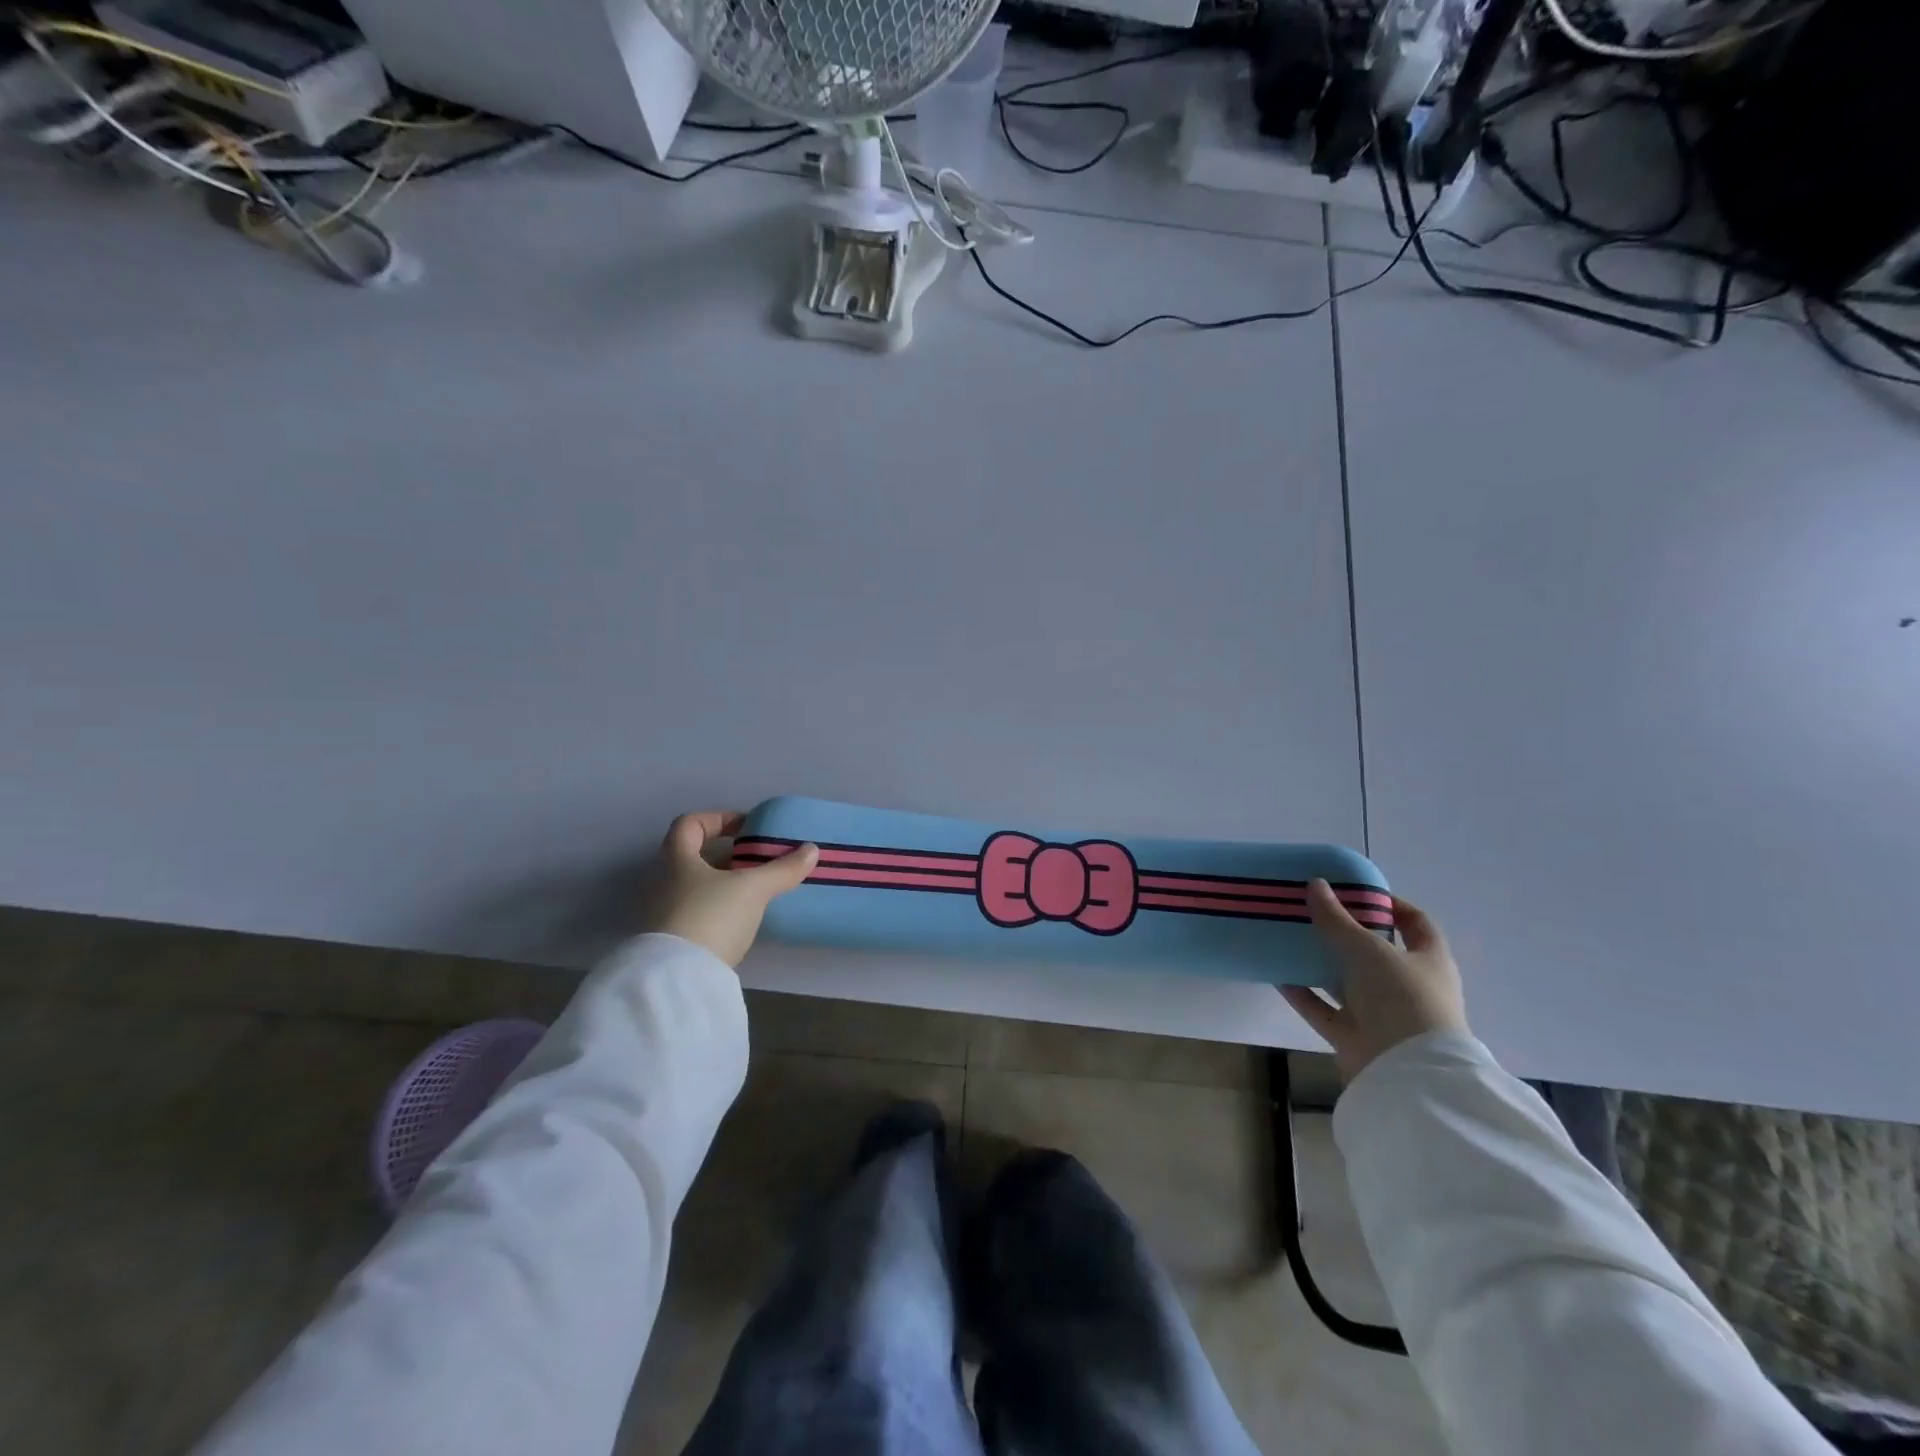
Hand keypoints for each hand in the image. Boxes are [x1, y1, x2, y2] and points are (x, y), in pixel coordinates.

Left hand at [646, 811, 817, 967]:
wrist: (679, 979)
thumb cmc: (712, 916)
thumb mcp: (753, 889)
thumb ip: (782, 869)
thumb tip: (811, 850)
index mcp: (677, 859)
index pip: (690, 824)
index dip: (718, 819)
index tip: (747, 828)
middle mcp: (663, 881)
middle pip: (693, 855)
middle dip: (726, 855)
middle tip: (757, 860)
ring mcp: (664, 912)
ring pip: (696, 886)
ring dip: (724, 883)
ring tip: (756, 890)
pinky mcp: (672, 940)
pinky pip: (697, 911)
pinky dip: (719, 908)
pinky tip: (742, 919)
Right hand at [1280, 880, 1468, 1083]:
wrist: (1408, 1072)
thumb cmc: (1402, 998)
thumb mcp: (1368, 949)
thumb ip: (1337, 919)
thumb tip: (1315, 884)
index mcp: (1428, 961)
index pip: (1415, 923)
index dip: (1391, 904)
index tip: (1356, 890)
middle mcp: (1408, 986)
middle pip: (1375, 952)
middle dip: (1345, 933)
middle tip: (1313, 912)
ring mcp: (1382, 1014)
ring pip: (1347, 981)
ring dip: (1320, 963)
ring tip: (1289, 938)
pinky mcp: (1355, 1036)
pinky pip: (1324, 1009)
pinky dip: (1303, 994)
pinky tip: (1278, 975)